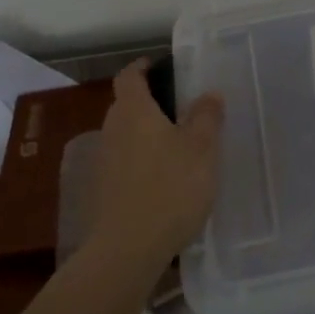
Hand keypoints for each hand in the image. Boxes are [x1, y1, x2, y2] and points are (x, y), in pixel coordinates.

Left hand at [91, 59, 223, 270]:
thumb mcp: (201, 148)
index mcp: (134, 111)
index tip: (159, 65)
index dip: (142, 67)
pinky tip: (165, 177)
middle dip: (149, 102)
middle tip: (180, 106)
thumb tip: (209, 93)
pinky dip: (142, 160)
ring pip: (126, 135)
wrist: (128, 248)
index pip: (129, 77)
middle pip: (126, 105)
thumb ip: (206, 116)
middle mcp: (113, 130)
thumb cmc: (169, 187)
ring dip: (146, 133)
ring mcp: (105, 162)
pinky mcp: (104, 190)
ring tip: (178, 143)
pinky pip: (125, 162)